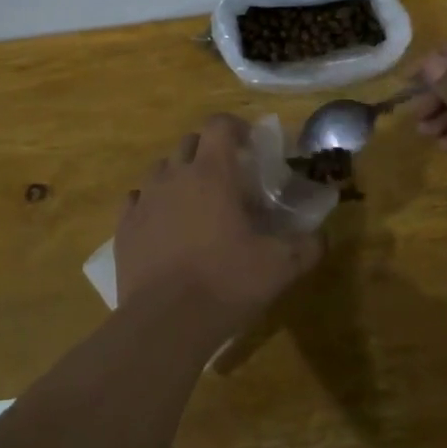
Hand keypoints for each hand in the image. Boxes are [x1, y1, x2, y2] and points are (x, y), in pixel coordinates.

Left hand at [115, 114, 323, 351]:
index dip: (236, 127)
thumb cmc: (226, 283)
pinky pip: (137, 200)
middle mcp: (174, 176)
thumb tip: (322, 236)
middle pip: (190, 142)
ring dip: (180, 175)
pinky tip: (165, 225)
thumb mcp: (281, 267)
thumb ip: (308, 246)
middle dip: (210, 151)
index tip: (250, 145)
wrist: (165, 323)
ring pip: (162, 169)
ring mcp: (145, 200)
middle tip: (229, 177)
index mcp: (212, 173)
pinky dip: (154, 203)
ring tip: (196, 202)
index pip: (219, 125)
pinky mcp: (124, 227)